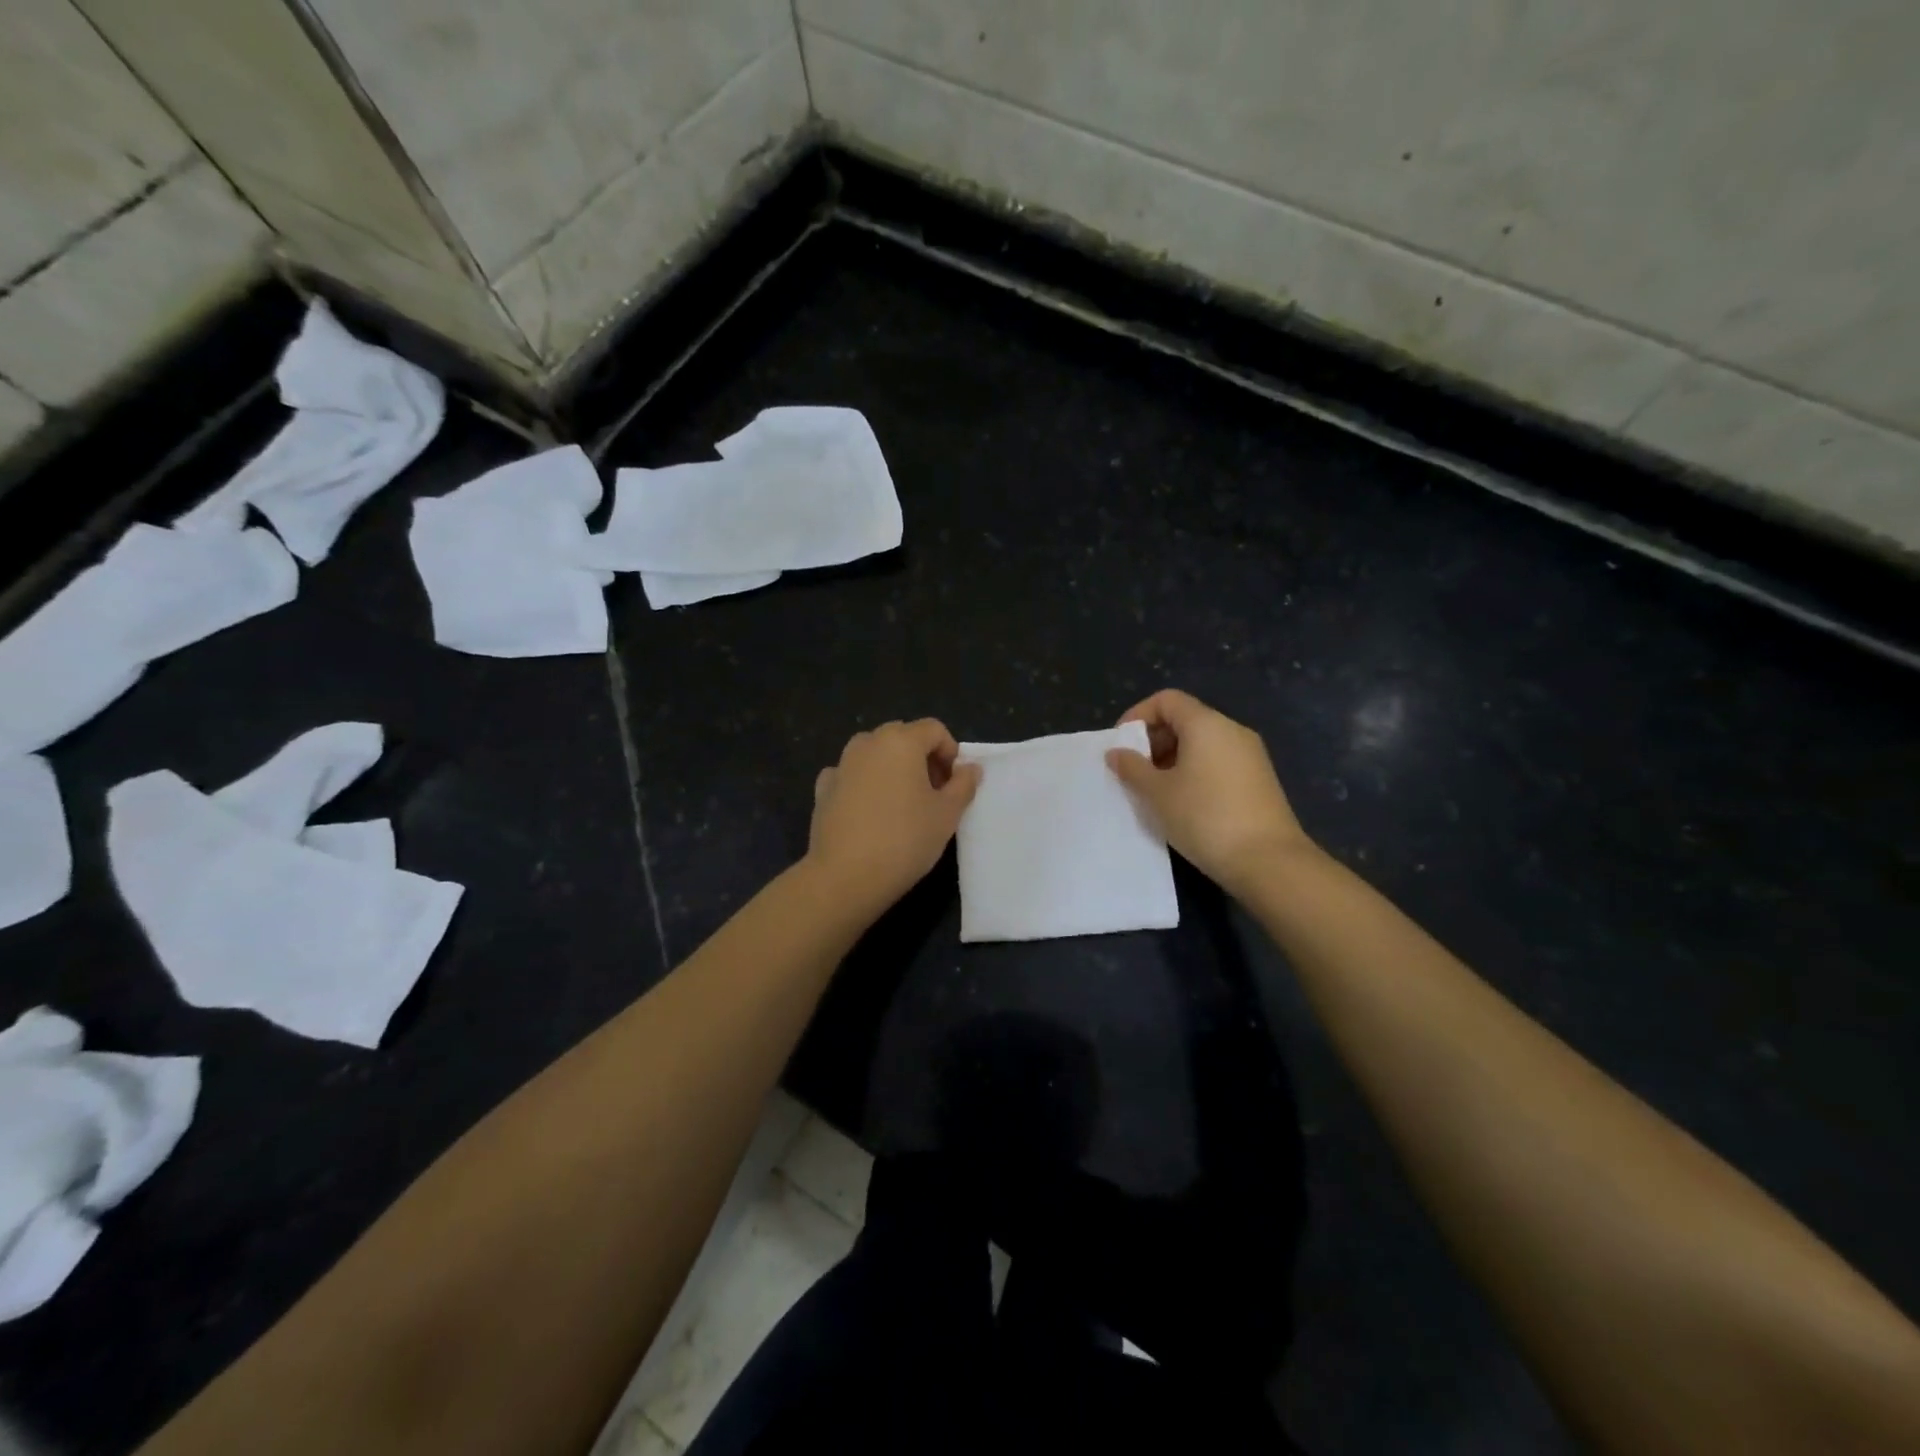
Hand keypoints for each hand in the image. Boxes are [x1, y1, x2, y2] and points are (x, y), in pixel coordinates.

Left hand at [806, 719, 981, 910]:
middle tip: (933, 794)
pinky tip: (869, 813)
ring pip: (874, 754)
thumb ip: (963, 785)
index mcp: (901, 741)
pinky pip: (850, 775)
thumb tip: (970, 768)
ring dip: (892, 768)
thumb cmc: (905, 840)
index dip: (950, 753)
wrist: (844, 876)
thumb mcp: (947, 814)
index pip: (934, 729)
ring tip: (901, 804)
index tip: (954, 784)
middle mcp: (868, 743)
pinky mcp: (823, 789)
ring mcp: (841, 764)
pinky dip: (864, 784)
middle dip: (922, 758)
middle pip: (903, 737)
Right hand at [1106, 689, 1311, 892]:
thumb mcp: (1157, 793)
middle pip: (1185, 719)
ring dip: (1173, 759)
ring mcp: (1250, 755)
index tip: (1121, 745)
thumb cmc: (1205, 818)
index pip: (1167, 700)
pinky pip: (1218, 761)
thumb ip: (1132, 768)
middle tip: (1134, 771)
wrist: (1268, 861)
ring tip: (1155, 791)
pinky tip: (1184, 803)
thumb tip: (1116, 752)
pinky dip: (1195, 771)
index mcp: (1206, 724)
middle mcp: (1232, 730)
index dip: (1138, 715)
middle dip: (1154, 740)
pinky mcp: (1259, 779)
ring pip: (1202, 743)